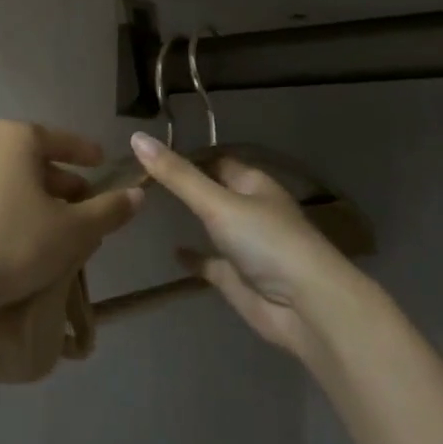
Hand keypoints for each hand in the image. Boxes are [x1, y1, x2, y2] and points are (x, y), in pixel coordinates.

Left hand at [0, 121, 143, 319]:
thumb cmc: (15, 243)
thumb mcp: (74, 230)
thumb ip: (109, 210)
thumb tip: (137, 196)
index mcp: (16, 138)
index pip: (62, 140)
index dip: (86, 154)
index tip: (102, 163)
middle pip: (34, 160)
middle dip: (62, 183)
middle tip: (84, 207)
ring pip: (10, 180)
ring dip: (36, 199)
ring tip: (56, 229)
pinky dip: (10, 210)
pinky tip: (21, 240)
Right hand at [130, 131, 364, 358]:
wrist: (305, 306)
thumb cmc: (265, 242)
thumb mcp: (217, 203)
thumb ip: (177, 176)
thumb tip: (137, 137)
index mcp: (253, 184)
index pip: (214, 160)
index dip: (185, 156)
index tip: (147, 154)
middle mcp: (250, 209)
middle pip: (212, 190)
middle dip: (184, 184)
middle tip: (139, 178)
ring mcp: (244, 245)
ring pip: (211, 225)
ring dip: (188, 218)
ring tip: (148, 207)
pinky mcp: (237, 277)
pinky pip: (210, 261)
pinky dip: (193, 256)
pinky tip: (171, 252)